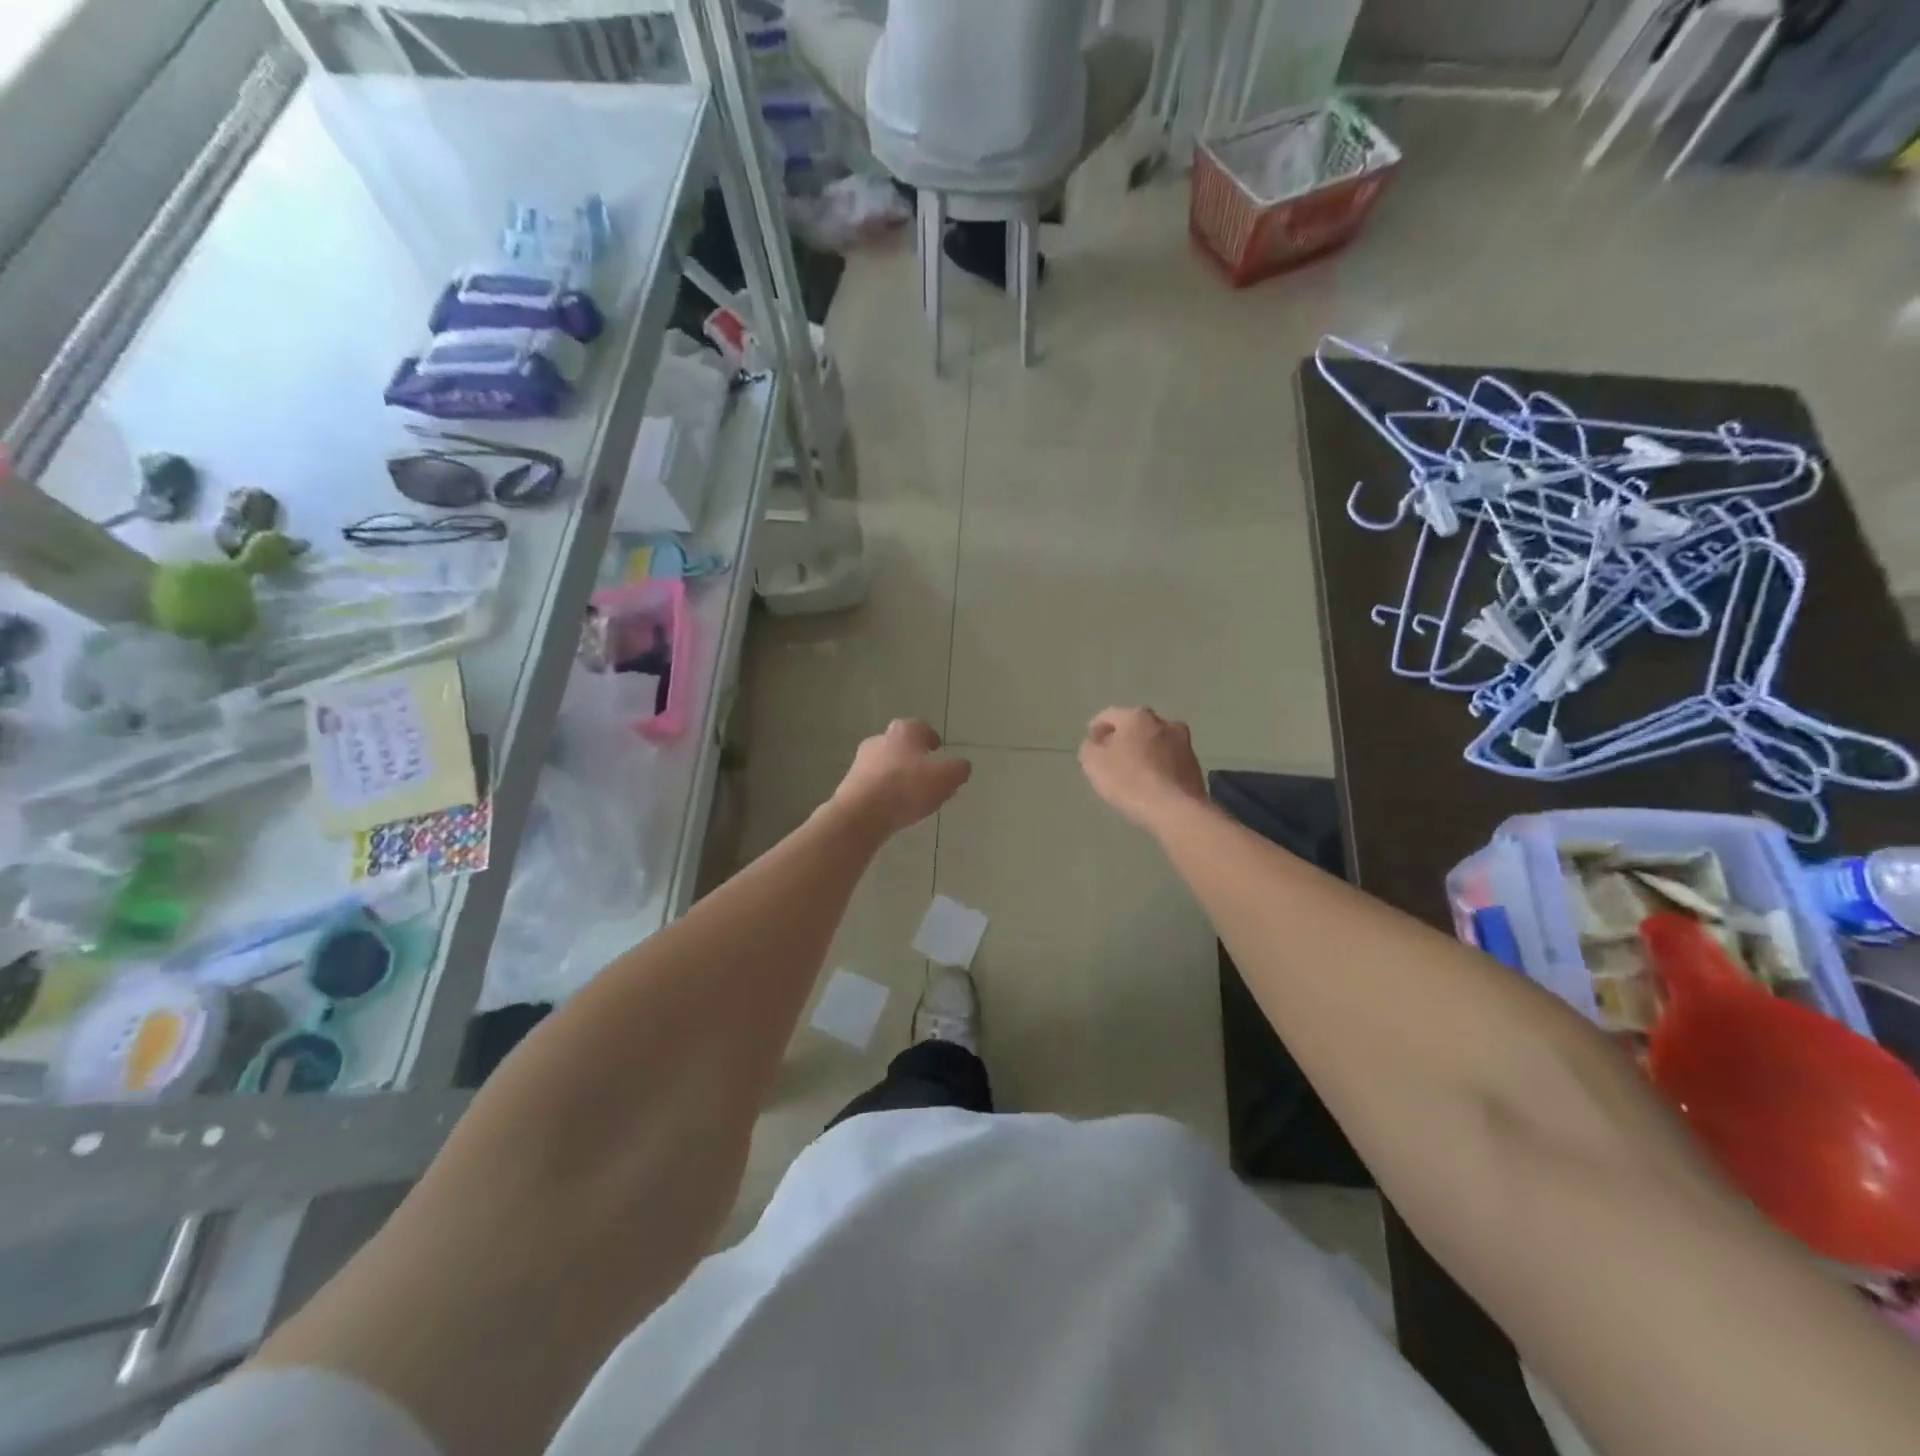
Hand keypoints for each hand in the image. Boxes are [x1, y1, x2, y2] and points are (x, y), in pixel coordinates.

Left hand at [832, 719, 971, 835]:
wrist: (862, 813)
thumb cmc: (907, 787)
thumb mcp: (947, 777)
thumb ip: (958, 769)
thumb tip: (960, 767)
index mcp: (904, 731)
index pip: (922, 727)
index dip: (932, 739)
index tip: (938, 751)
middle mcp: (880, 739)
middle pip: (902, 746)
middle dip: (915, 759)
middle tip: (929, 777)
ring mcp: (861, 762)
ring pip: (887, 765)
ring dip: (899, 776)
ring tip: (913, 797)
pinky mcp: (851, 784)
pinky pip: (875, 785)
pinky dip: (886, 792)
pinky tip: (895, 809)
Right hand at [1079, 707, 1206, 830]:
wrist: (1176, 810)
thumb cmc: (1129, 781)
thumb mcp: (1093, 762)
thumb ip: (1090, 747)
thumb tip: (1098, 742)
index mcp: (1137, 716)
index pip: (1109, 715)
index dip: (1096, 728)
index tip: (1090, 745)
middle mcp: (1164, 723)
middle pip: (1136, 726)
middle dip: (1122, 739)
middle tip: (1110, 758)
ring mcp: (1184, 744)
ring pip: (1155, 742)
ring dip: (1143, 752)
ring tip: (1132, 773)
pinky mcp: (1195, 766)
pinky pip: (1169, 761)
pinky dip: (1158, 767)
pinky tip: (1150, 784)